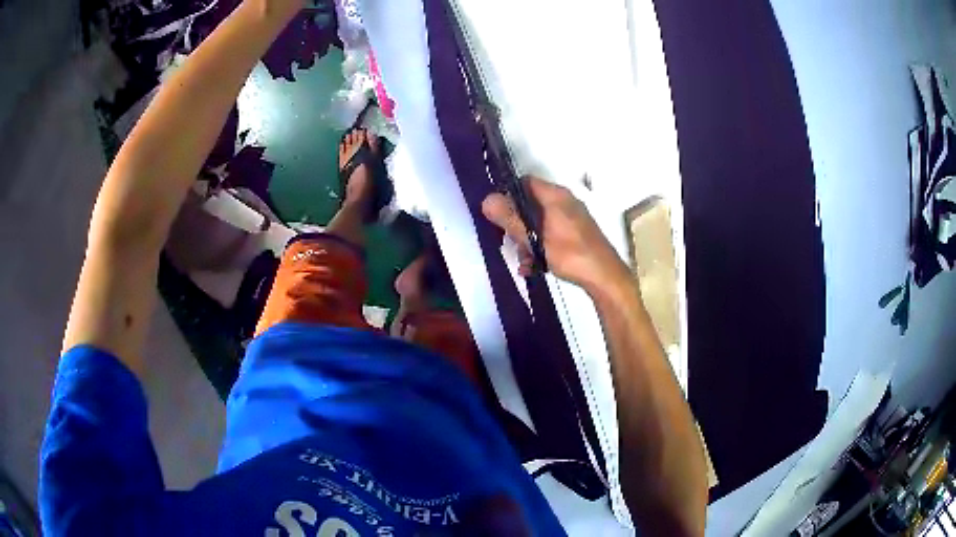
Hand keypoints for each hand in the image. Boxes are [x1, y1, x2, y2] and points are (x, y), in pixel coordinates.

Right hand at [482, 176, 628, 294]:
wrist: (604, 277)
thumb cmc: (570, 253)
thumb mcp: (535, 238)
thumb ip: (511, 219)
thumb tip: (487, 200)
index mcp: (556, 195)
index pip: (525, 182)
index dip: (508, 195)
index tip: (498, 215)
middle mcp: (564, 202)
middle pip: (530, 205)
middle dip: (517, 225)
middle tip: (509, 243)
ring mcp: (571, 219)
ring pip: (539, 223)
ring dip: (527, 241)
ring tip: (524, 261)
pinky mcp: (576, 235)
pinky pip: (550, 235)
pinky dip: (540, 248)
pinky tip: (533, 267)